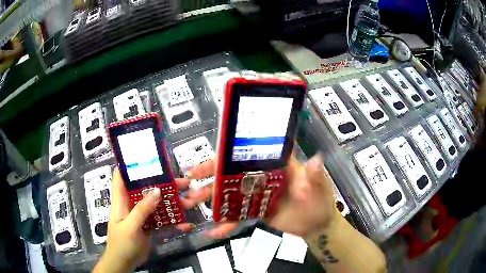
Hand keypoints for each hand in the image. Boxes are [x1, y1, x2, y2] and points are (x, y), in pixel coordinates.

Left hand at [94, 169, 193, 272]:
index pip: (122, 175)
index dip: (131, 165)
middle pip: (145, 188)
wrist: (125, 262)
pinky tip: (185, 223)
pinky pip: (161, 218)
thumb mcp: (130, 226)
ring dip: (170, 201)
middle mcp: (131, 203)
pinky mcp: (148, 225)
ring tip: (188, 200)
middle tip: (182, 181)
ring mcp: (141, 214)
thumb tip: (157, 190)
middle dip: (162, 183)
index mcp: (121, 199)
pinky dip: (172, 220)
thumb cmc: (122, 243)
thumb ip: (142, 209)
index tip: (149, 158)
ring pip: (156, 202)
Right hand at [179, 153, 337, 238]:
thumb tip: (315, 160)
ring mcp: (256, 195)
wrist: (316, 225)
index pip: (251, 154)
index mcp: (277, 166)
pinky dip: (225, 223)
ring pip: (230, 194)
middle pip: (233, 172)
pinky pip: (237, 216)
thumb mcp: (319, 187)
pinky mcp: (254, 211)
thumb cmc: (320, 201)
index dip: (230, 155)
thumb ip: (315, 176)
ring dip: (211, 198)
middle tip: (191, 179)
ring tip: (191, 202)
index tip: (212, 159)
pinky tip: (212, 231)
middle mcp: (263, 176)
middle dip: (211, 175)